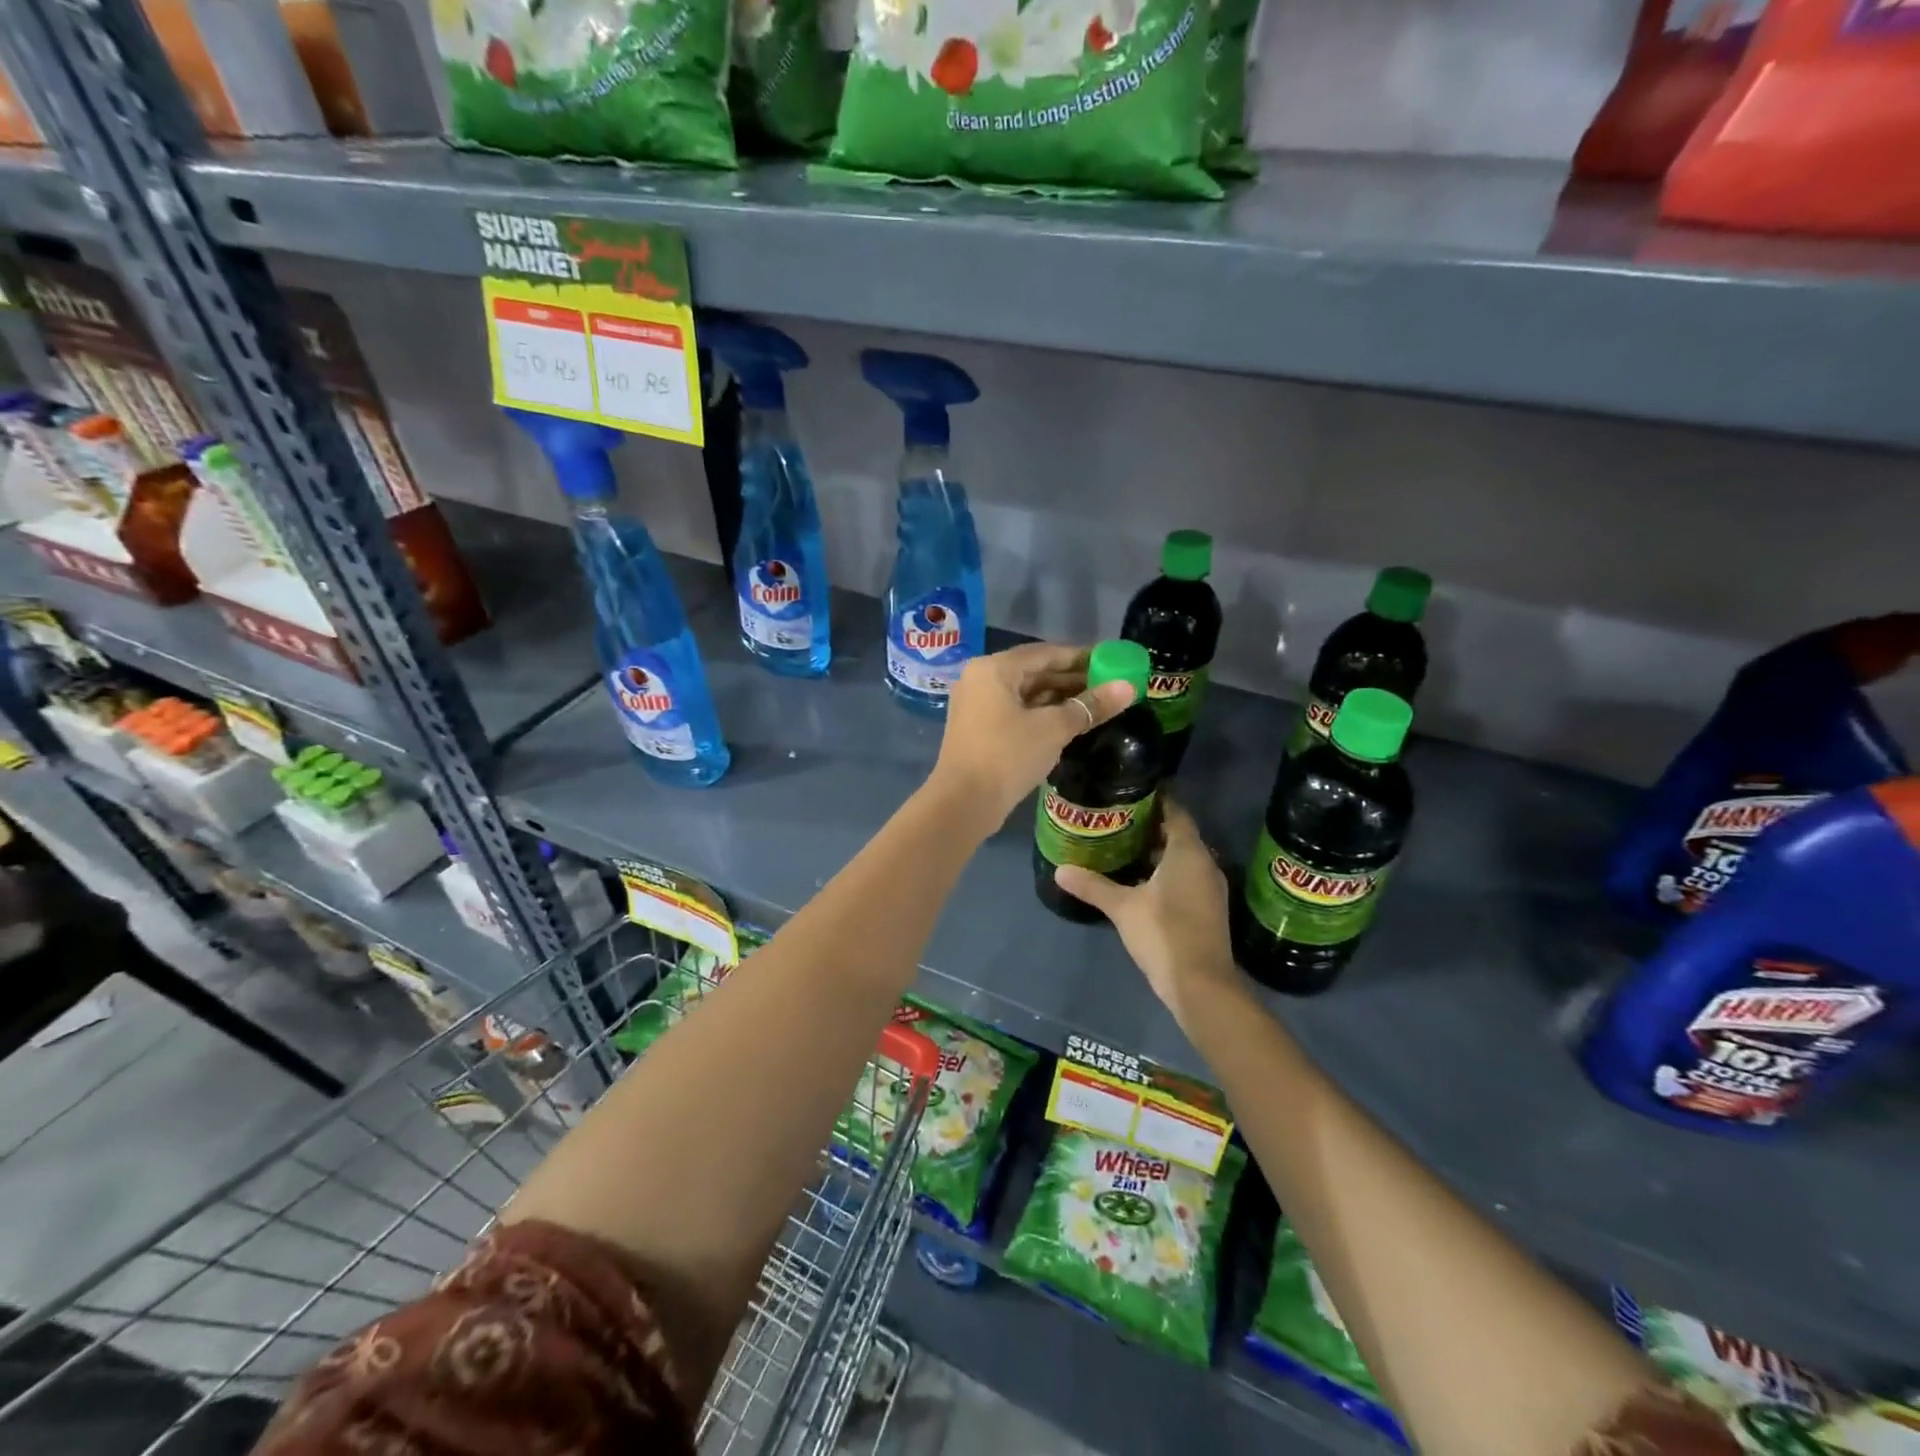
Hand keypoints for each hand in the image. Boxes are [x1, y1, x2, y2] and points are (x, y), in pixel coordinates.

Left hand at [926, 642, 1136, 833]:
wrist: (963, 803)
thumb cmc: (1007, 756)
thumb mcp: (1053, 729)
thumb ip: (1090, 706)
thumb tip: (1129, 687)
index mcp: (994, 668)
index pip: (1045, 653)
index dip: (1081, 657)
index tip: (1112, 662)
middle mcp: (981, 679)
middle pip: (1034, 671)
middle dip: (1071, 679)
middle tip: (1109, 686)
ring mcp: (976, 705)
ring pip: (1025, 693)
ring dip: (1058, 698)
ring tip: (1095, 705)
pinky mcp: (978, 729)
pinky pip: (1015, 711)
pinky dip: (1041, 713)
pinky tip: (1068, 723)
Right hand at [1053, 796, 1242, 1024]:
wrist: (1201, 985)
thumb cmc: (1163, 934)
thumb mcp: (1122, 908)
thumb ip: (1092, 886)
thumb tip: (1060, 870)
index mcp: (1188, 852)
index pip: (1176, 811)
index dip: (1156, 798)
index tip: (1131, 790)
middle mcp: (1205, 863)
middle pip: (1179, 833)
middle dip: (1151, 825)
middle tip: (1118, 817)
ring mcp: (1210, 887)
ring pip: (1183, 857)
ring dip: (1158, 850)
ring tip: (1123, 844)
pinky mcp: (1208, 907)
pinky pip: (1186, 876)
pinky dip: (1166, 871)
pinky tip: (1140, 879)